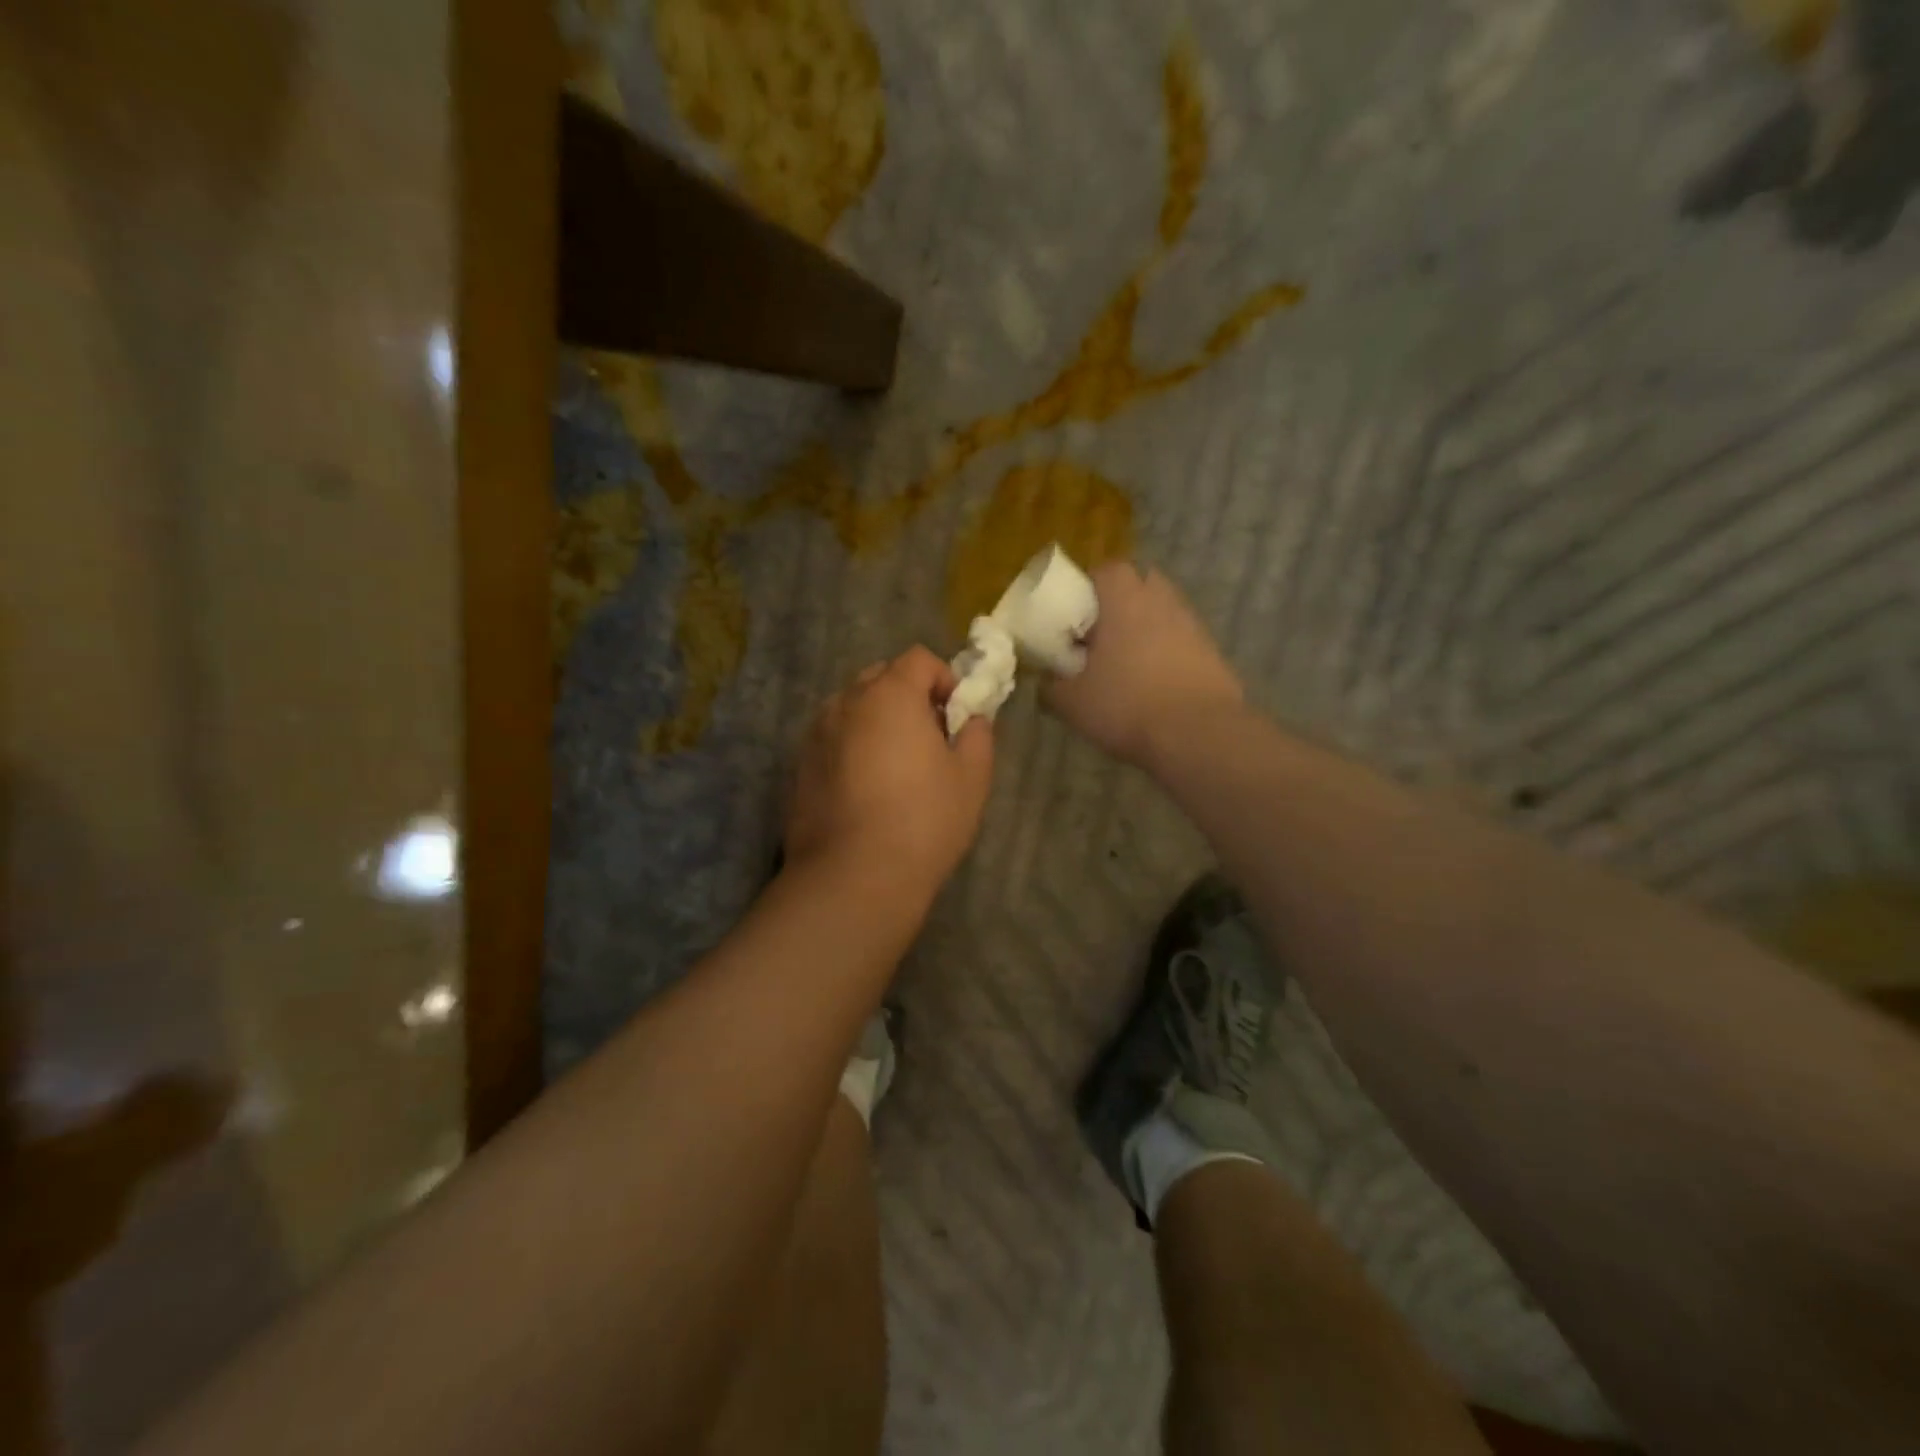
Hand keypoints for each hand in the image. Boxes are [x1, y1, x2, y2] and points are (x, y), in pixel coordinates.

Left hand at [786, 647, 994, 896]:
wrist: (853, 877)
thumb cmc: (923, 821)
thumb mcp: (971, 777)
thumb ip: (977, 734)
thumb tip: (971, 719)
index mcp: (889, 694)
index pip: (918, 659)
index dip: (944, 679)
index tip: (956, 716)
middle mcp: (845, 703)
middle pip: (880, 678)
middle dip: (908, 696)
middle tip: (928, 738)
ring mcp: (815, 735)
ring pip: (852, 708)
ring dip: (876, 720)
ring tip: (894, 765)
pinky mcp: (799, 767)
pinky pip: (832, 739)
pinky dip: (851, 747)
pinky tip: (865, 789)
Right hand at [1042, 562, 1243, 767]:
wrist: (1198, 735)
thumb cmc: (1126, 705)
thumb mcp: (1072, 703)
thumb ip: (1051, 686)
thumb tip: (1045, 682)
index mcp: (1125, 598)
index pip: (1105, 570)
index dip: (1087, 589)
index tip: (1074, 618)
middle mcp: (1162, 599)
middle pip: (1138, 586)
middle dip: (1118, 606)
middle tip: (1099, 638)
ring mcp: (1193, 624)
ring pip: (1162, 614)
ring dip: (1144, 630)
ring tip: (1125, 667)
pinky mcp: (1213, 652)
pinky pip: (1181, 642)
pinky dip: (1166, 655)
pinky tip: (1153, 687)